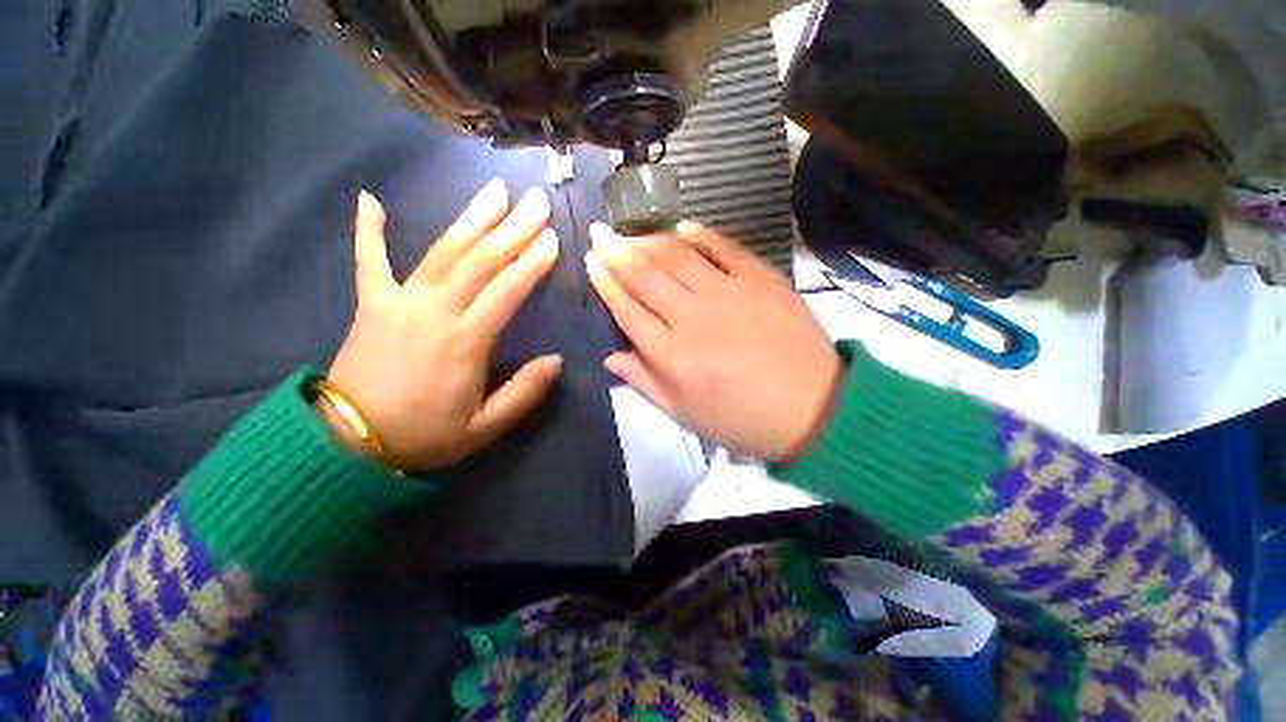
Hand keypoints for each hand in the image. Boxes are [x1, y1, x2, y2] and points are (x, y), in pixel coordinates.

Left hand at [322, 182, 562, 471]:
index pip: (507, 290)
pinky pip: (368, 261)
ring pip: (442, 251)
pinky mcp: (370, 304)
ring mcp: (399, 302)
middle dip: (512, 228)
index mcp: (465, 342)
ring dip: (471, 218)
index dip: (532, 263)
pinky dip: (368, 230)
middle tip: (535, 201)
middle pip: (480, 260)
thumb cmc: (425, 435)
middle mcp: (435, 312)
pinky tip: (369, 199)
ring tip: (494, 190)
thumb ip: (523, 393)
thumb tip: (556, 360)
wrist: (349, 443)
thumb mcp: (485, 427)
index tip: (552, 239)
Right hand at [586, 222, 842, 461]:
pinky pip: (723, 247)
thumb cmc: (740, 418)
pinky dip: (700, 234)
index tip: (591, 262)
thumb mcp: (684, 413)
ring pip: (677, 257)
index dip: (606, 283)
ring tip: (632, 232)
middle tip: (599, 232)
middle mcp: (692, 317)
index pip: (627, 309)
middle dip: (616, 251)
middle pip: (645, 276)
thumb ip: (644, 382)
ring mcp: (727, 293)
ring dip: (649, 240)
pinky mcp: (759, 278)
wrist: (811, 408)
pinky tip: (682, 228)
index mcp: (671, 355)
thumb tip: (610, 356)